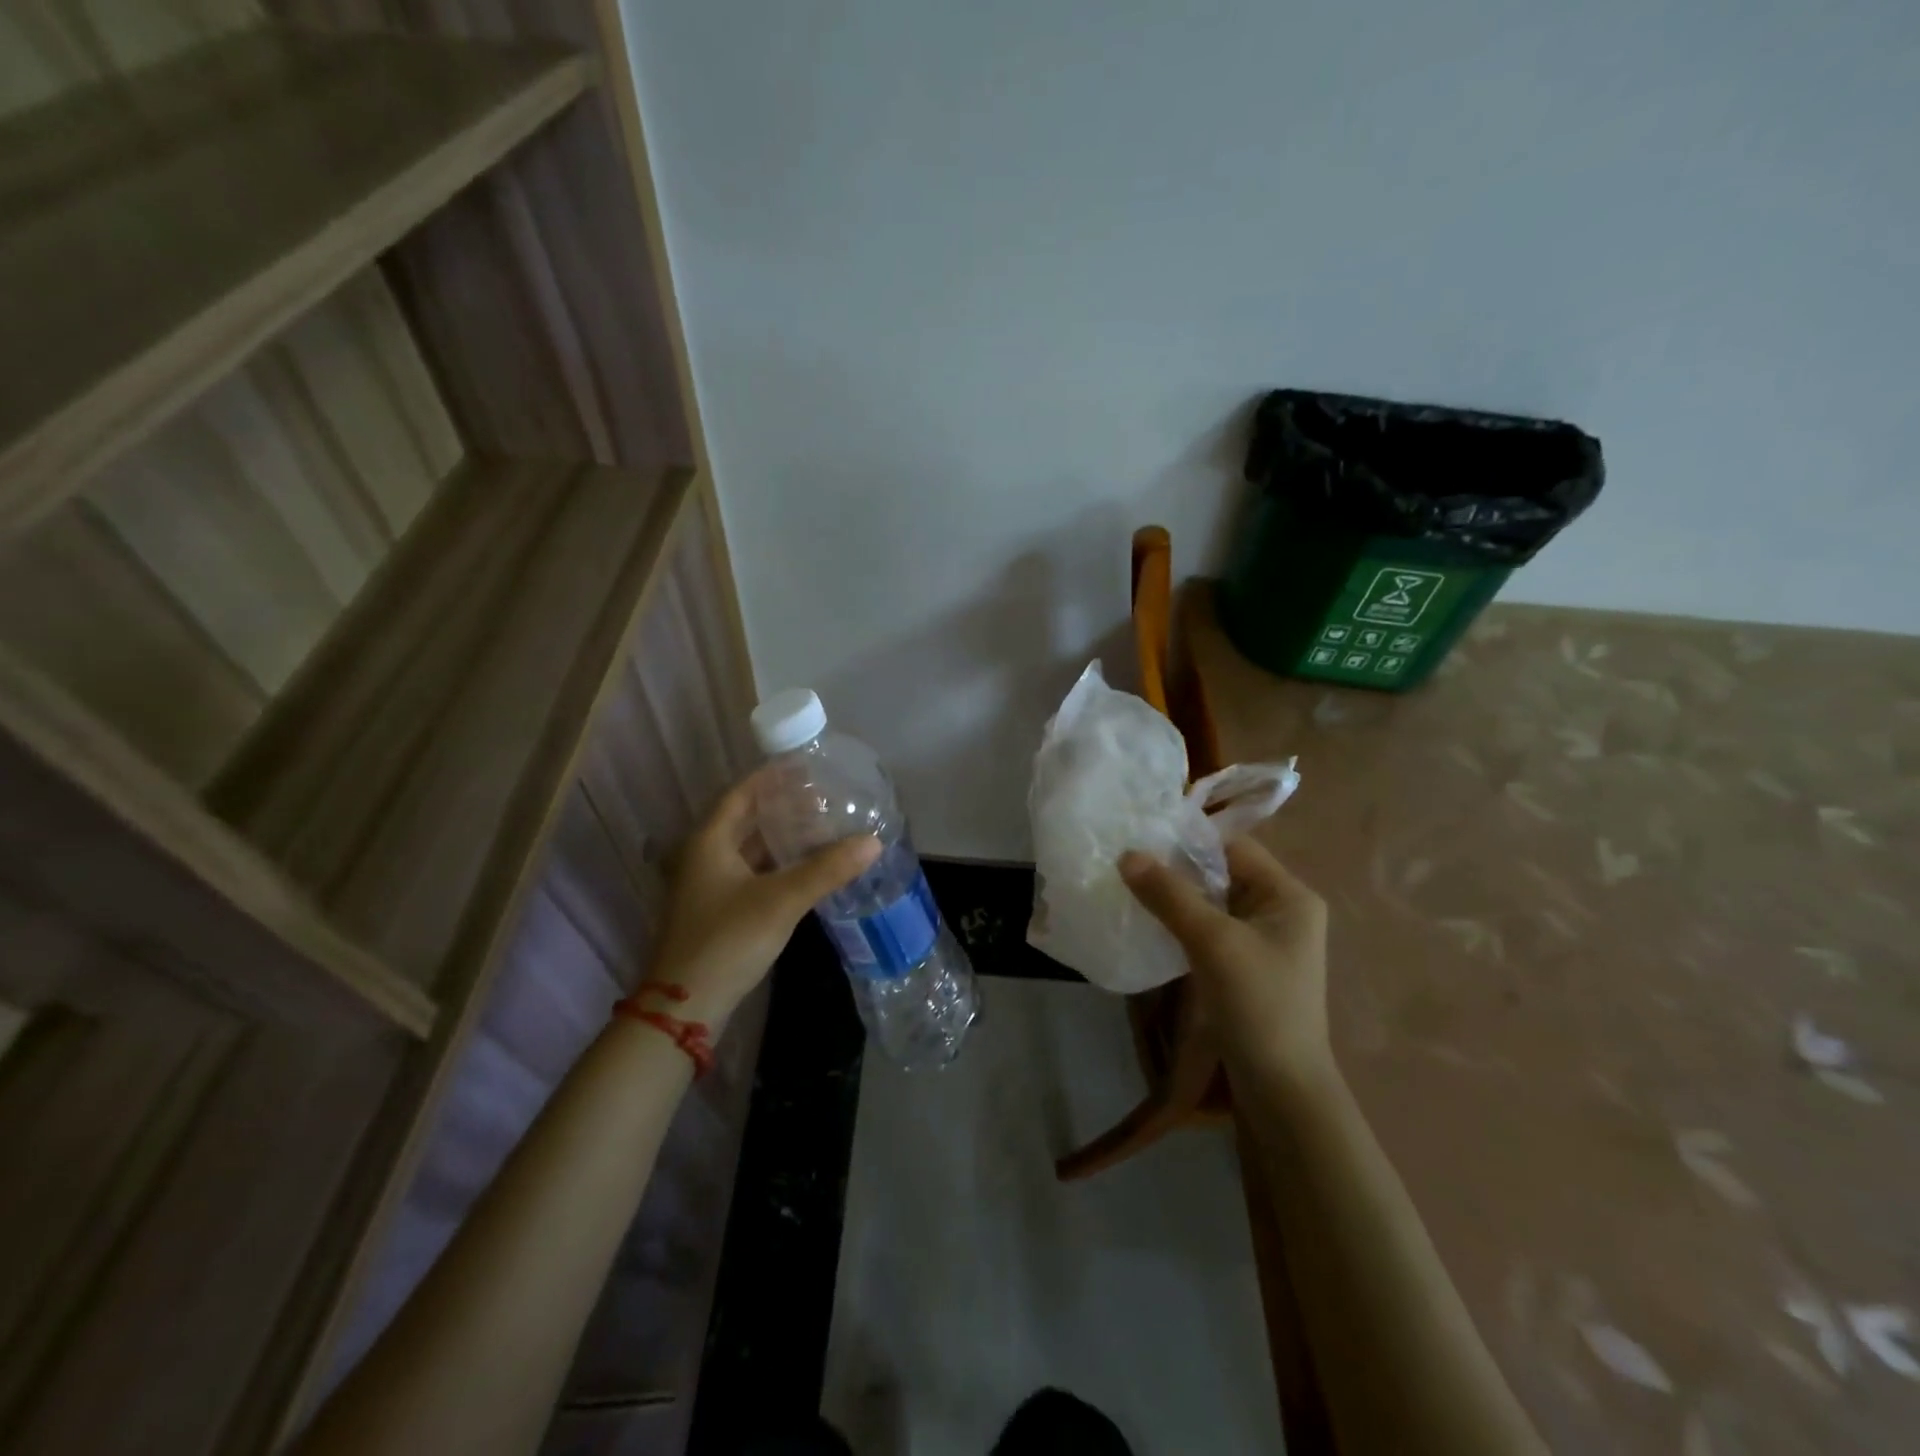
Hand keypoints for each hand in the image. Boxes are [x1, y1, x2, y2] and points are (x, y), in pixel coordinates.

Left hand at [643, 774, 880, 1025]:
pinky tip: (807, 866)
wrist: (686, 1006)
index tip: (806, 766)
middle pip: (747, 819)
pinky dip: (779, 864)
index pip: (742, 793)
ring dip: (783, 837)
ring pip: (751, 849)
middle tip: (824, 797)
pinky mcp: (720, 910)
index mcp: (709, 841)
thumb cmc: (727, 940)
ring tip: (823, 826)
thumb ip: (826, 869)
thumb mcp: (781, 901)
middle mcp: (705, 856)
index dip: (772, 777)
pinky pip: (753, 873)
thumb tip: (873, 841)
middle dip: (784, 807)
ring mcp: (710, 885)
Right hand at [1119, 836, 1333, 1091]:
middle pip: (1221, 873)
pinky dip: (1180, 923)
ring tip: (1130, 887)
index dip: (1188, 840)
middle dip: (1176, 868)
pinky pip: (1208, 929)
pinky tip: (1149, 923)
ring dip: (1175, 897)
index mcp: (1288, 895)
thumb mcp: (1212, 941)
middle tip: (1126, 861)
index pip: (1233, 847)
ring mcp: (1263, 940)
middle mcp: (1280, 910)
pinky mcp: (1245, 966)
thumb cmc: (1258, 1004)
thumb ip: (1169, 895)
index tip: (1141, 837)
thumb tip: (1126, 854)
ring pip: (1211, 902)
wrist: (1281, 1091)